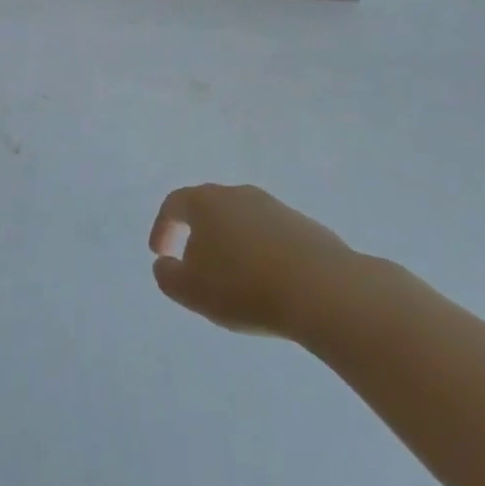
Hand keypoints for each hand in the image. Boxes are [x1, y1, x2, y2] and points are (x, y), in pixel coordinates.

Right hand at [148, 184, 372, 345]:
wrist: (325, 291)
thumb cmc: (244, 287)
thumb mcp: (190, 290)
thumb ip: (167, 276)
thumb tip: (166, 264)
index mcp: (206, 202)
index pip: (174, 204)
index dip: (162, 228)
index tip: (160, 254)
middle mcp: (239, 195)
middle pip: (210, 209)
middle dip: (199, 236)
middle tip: (196, 267)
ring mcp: (276, 208)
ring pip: (243, 222)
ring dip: (233, 246)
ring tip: (235, 282)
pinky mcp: (307, 228)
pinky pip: (273, 238)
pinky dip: (263, 256)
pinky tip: (269, 285)